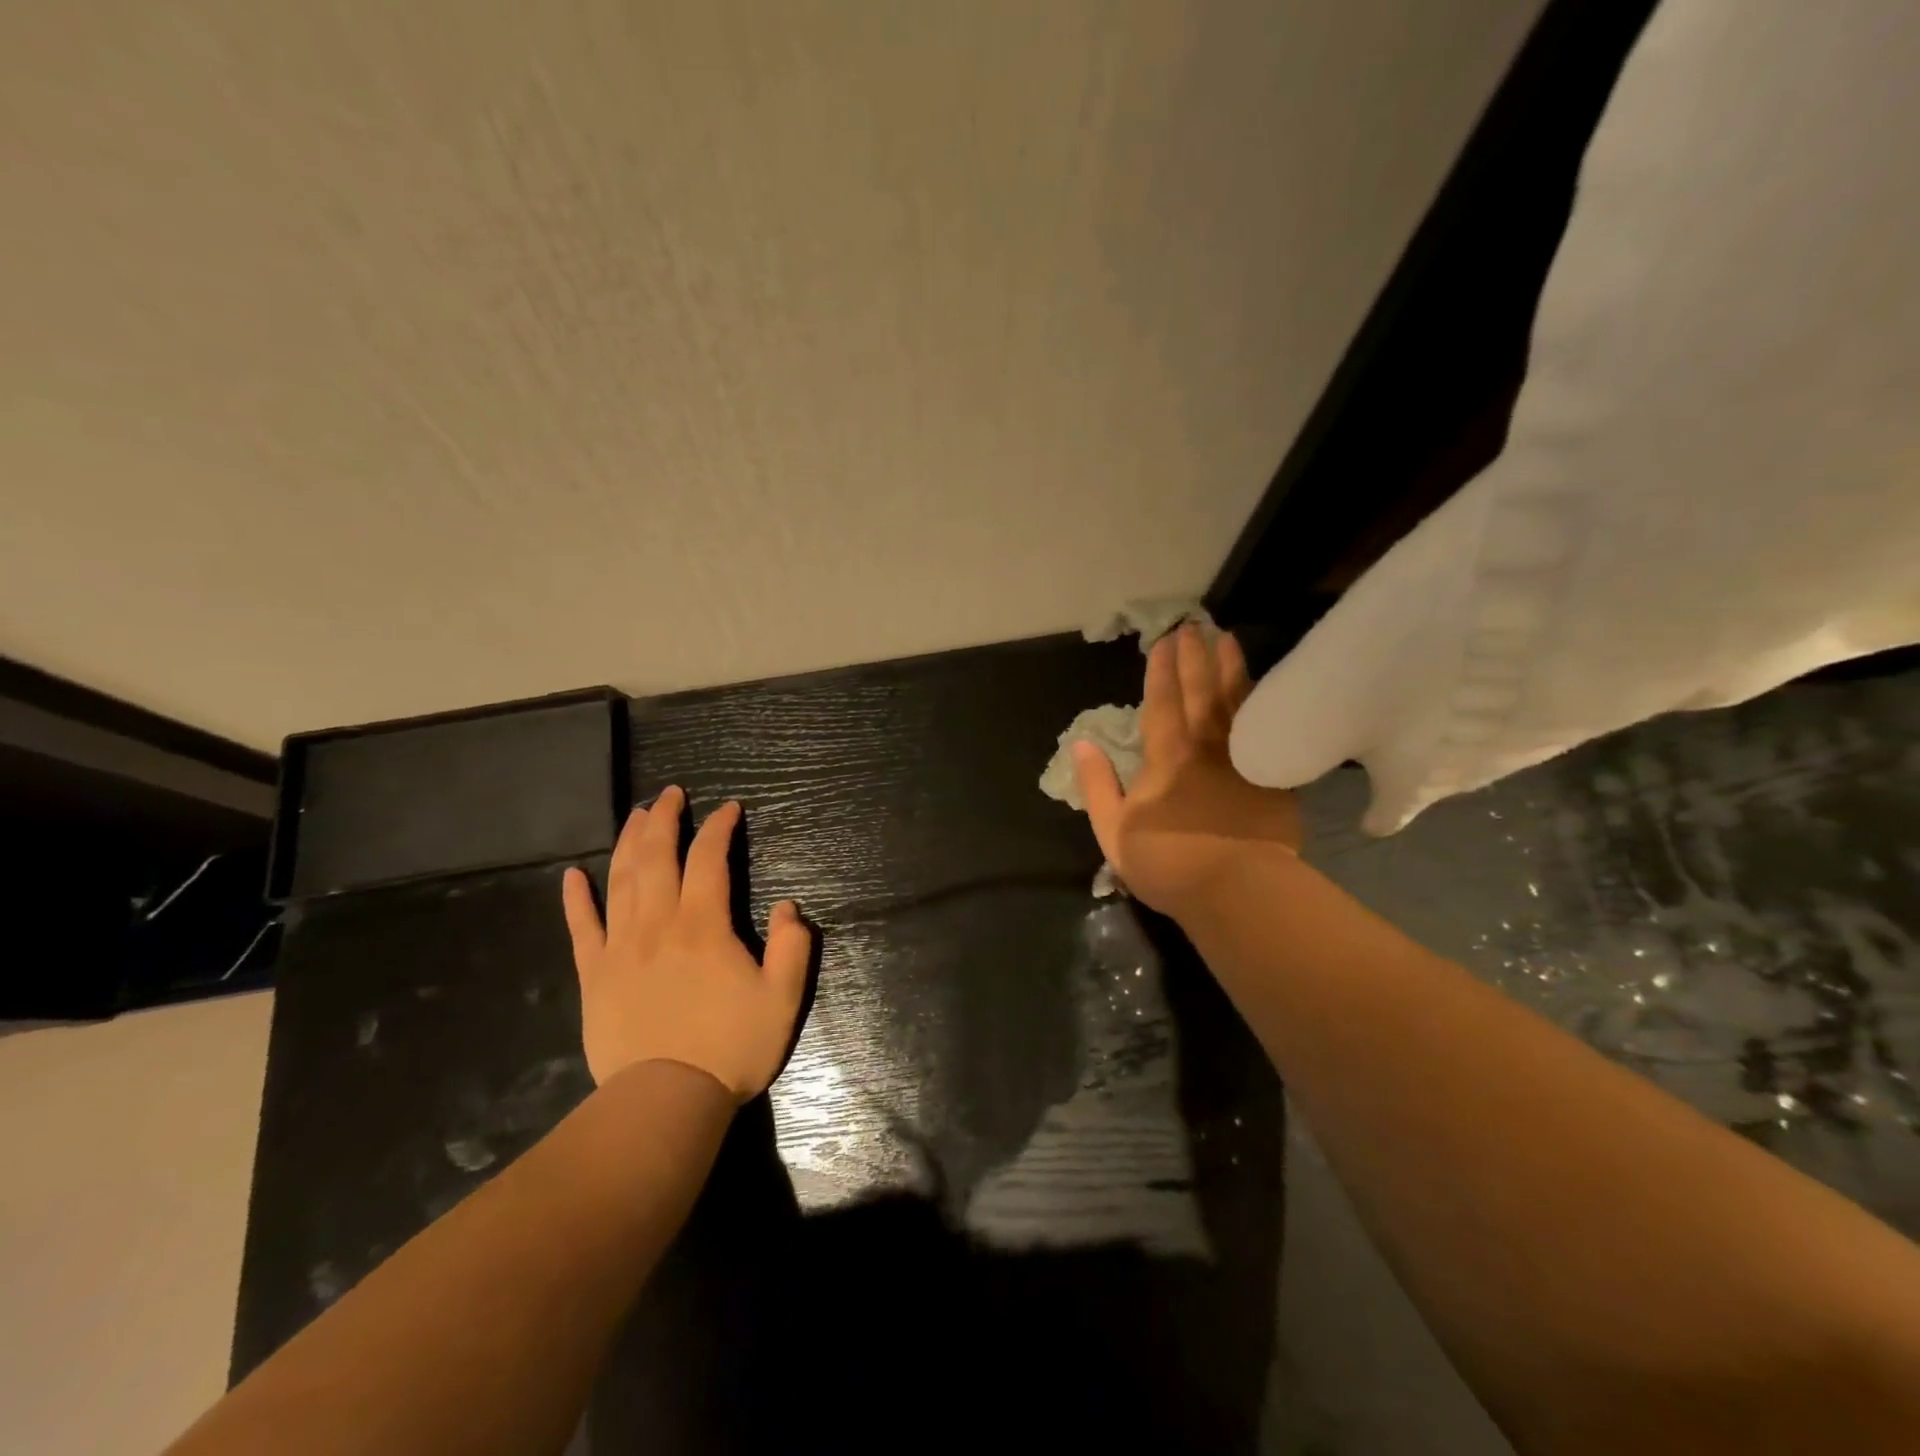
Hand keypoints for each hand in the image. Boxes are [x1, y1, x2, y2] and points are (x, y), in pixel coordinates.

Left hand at [561, 787, 810, 1100]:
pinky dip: (576, 899)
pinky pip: (582, 928)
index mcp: (704, 925)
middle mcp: (658, 924)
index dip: (719, 828)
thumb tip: (789, 907)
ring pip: (621, 881)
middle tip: (671, 793)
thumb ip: (793, 946)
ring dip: (628, 842)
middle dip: (665, 819)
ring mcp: (620, 948)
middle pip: (657, 857)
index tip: (729, 809)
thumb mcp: (782, 998)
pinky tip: (572, 875)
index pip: (709, 859)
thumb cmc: (730, 1047)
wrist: (665, 1101)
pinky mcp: (594, 975)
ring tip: (636, 815)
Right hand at [1072, 625, 1301, 918]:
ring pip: (1237, 704)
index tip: (1165, 640)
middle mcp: (1206, 748)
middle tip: (1195, 626)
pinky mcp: (1272, 779)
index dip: (1162, 671)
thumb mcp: (1113, 830)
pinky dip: (1263, 707)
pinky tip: (1265, 694)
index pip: (1162, 703)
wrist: (1237, 890)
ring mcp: (1243, 760)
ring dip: (1232, 669)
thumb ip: (1097, 785)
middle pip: (1201, 693)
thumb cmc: (1168, 862)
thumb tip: (1083, 744)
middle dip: (1195, 658)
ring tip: (1229, 640)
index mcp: (1166, 758)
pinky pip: (1267, 732)